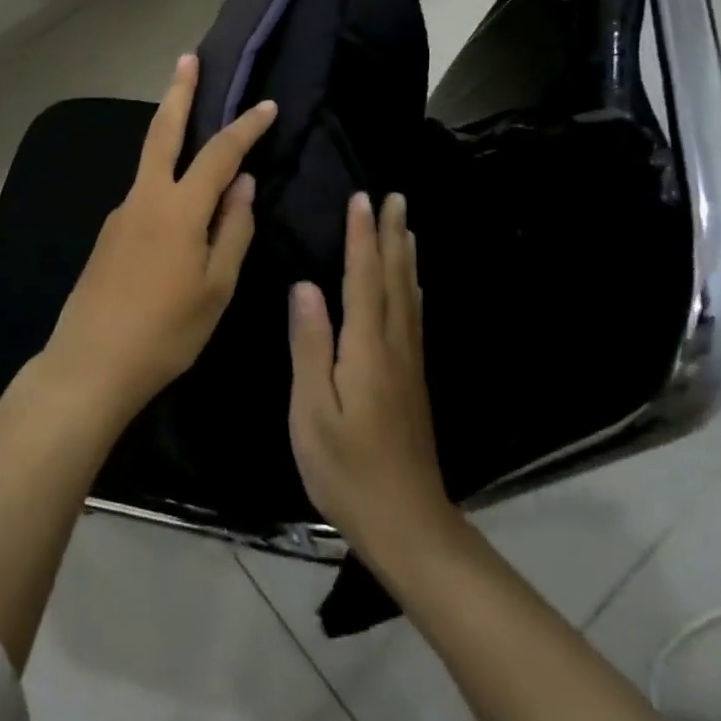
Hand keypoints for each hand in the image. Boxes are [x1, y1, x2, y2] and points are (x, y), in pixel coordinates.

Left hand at [41, 54, 276, 422]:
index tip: (267, 105)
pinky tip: (177, 200)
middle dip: (178, 93)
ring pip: (150, 161)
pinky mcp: (109, 233)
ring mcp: (121, 213)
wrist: (91, 362)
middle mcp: (145, 198)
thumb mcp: (215, 287)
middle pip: (163, 132)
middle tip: (186, 58)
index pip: (219, 154)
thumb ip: (232, 229)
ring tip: (189, 115)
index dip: (246, 127)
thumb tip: (244, 184)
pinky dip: (164, 178)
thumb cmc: (165, 331)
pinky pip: (145, 193)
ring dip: (168, 130)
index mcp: (178, 208)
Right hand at [287, 191, 456, 566]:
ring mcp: (409, 365)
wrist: (407, 524)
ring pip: (409, 296)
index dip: (361, 237)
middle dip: (392, 236)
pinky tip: (414, 286)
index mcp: (366, 348)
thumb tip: (305, 286)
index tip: (361, 198)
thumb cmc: (347, 469)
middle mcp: (394, 346)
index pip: (363, 279)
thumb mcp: (312, 410)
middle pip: (394, 279)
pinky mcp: (413, 382)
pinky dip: (413, 290)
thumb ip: (309, 345)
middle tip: (395, 197)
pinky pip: (414, 318)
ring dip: (406, 256)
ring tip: (407, 227)